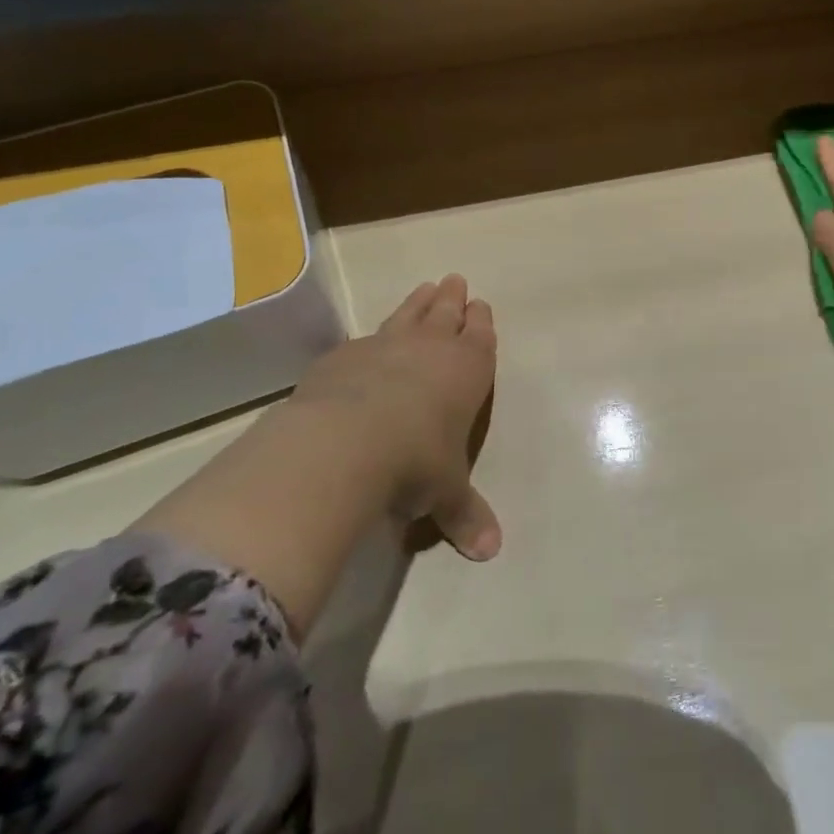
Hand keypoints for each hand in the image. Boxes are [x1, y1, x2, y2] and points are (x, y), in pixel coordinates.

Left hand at [286, 275, 500, 560]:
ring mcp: (384, 346)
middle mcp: (429, 349)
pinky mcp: (343, 356)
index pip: (480, 337)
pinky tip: (366, 341)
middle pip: (445, 313)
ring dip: (419, 302)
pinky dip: (372, 335)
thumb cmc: (415, 462)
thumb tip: (490, 552)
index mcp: (467, 371)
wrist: (345, 442)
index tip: (480, 305)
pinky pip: (365, 338)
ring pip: (408, 314)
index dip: (481, 321)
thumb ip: (465, 515)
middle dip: (452, 299)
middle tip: (455, 281)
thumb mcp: (445, 494)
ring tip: (425, 287)